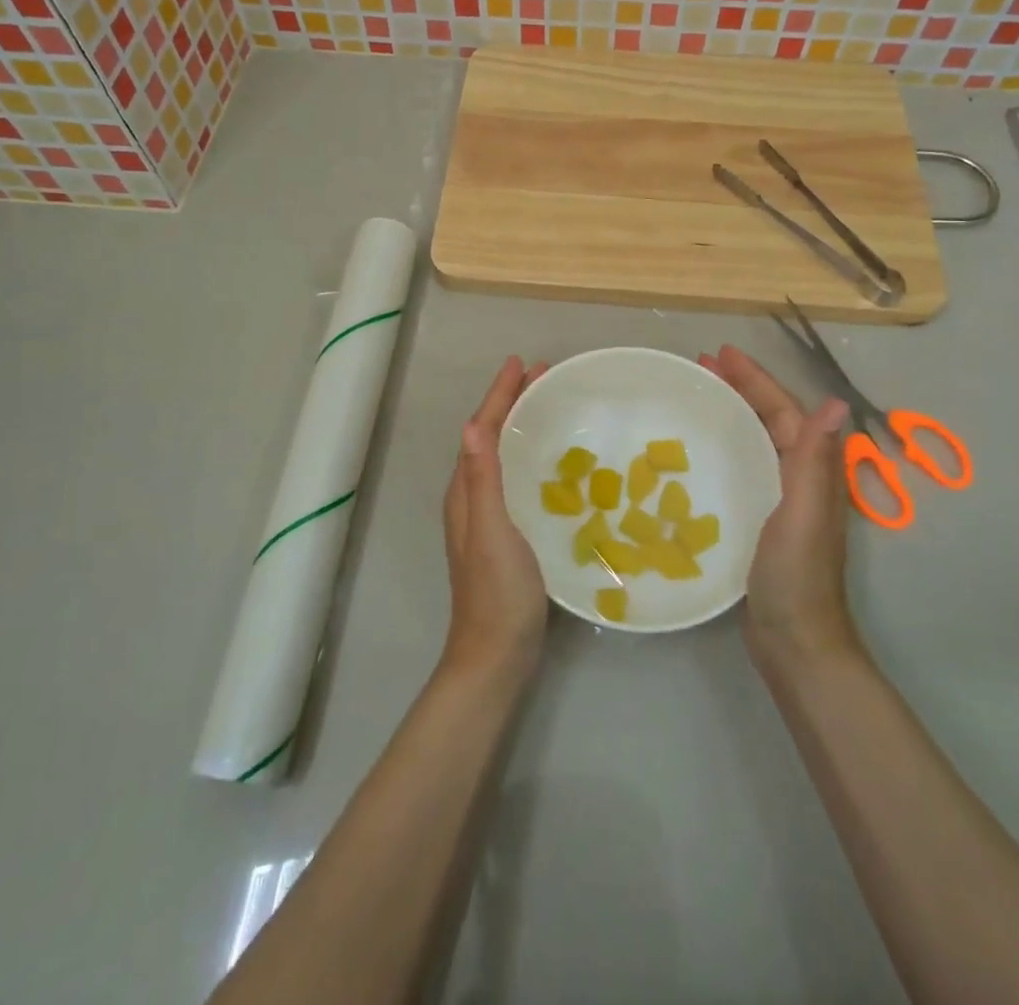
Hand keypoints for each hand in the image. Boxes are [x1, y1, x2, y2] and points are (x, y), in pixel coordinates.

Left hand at [440, 356, 549, 679]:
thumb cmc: (497, 592)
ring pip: (502, 456)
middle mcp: (472, 497)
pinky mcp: (506, 533)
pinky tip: (552, 463)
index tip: (522, 363)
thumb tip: (471, 425)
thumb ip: (482, 480)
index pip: (481, 430)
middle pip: (490, 437)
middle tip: (543, 376)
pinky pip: (515, 478)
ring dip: (520, 426)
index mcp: (466, 491)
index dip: (500, 395)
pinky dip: (529, 456)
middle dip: (512, 403)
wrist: (496, 655)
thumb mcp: (492, 531)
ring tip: (548, 406)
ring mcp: (488, 517)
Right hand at [700, 345, 862, 664]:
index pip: (782, 410)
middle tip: (700, 367)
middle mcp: (800, 477)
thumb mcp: (803, 514)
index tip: (720, 353)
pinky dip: (725, 446)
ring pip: (756, 440)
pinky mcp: (761, 517)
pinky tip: (700, 450)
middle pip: (770, 418)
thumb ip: (816, 461)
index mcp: (811, 470)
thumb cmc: (796, 576)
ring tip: (697, 396)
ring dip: (731, 412)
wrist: (795, 641)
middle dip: (740, 388)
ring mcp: (780, 498)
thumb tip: (834, 403)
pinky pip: (743, 465)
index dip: (755, 379)